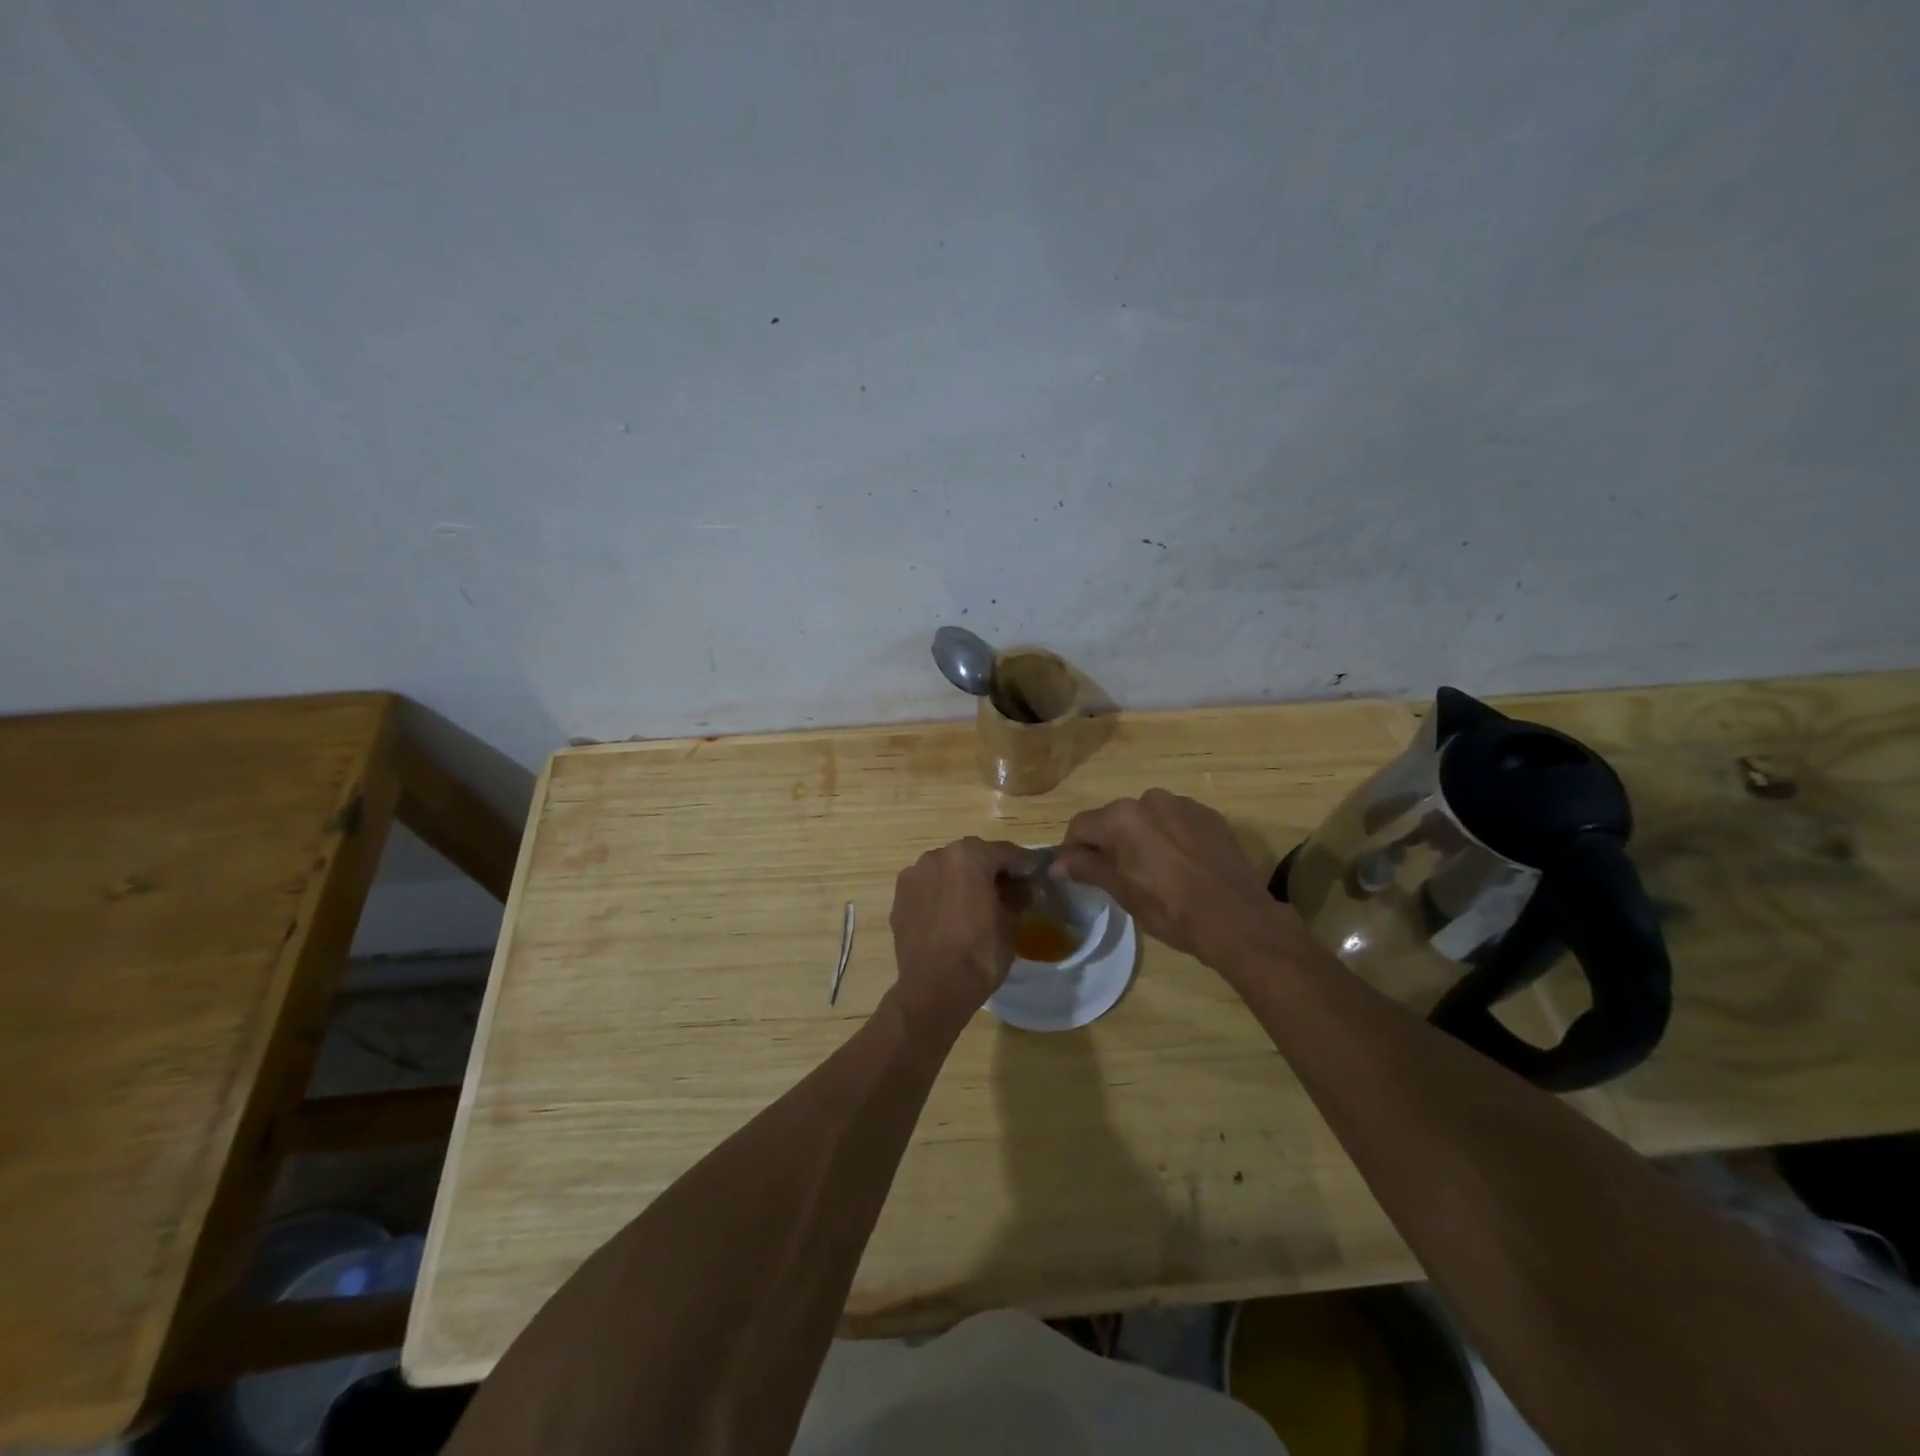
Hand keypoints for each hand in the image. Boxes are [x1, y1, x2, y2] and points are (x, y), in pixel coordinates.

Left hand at [888, 837, 1031, 1041]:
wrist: (934, 988)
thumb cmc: (980, 952)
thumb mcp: (1012, 923)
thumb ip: (1020, 896)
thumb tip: (1024, 888)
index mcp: (969, 855)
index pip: (1004, 852)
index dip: (1023, 865)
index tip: (1034, 877)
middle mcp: (937, 856)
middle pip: (973, 857)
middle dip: (990, 871)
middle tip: (1007, 892)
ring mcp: (914, 875)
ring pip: (947, 871)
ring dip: (963, 881)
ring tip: (976, 906)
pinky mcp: (899, 897)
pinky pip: (929, 889)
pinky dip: (942, 895)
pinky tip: (951, 917)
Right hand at [1055, 790, 1278, 964]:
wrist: (1235, 918)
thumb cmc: (1169, 909)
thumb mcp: (1121, 891)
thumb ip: (1086, 868)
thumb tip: (1056, 863)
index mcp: (1121, 818)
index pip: (1081, 826)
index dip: (1074, 851)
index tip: (1079, 873)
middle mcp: (1149, 800)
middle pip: (1114, 819)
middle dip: (1110, 842)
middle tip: (1119, 876)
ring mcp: (1182, 804)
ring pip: (1146, 818)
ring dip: (1142, 837)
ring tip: (1155, 870)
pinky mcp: (1209, 815)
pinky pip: (1176, 821)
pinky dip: (1170, 837)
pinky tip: (1182, 865)